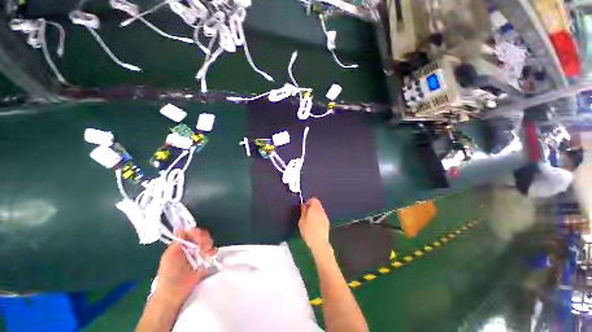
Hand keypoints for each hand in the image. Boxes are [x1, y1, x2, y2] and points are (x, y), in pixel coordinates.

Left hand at [155, 228, 215, 304]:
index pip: (192, 233)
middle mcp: (192, 248)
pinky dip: (212, 252)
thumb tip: (181, 228)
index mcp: (182, 245)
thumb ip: (177, 242)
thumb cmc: (168, 274)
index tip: (197, 236)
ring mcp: (200, 255)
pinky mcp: (206, 262)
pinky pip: (213, 252)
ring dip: (208, 245)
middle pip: (202, 236)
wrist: (174, 293)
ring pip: (209, 242)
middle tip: (201, 246)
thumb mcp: (170, 256)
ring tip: (205, 253)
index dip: (196, 232)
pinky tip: (209, 256)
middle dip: (203, 238)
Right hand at [299, 198, 330, 253]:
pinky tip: (314, 224)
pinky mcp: (326, 222)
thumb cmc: (308, 232)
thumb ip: (303, 211)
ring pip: (319, 210)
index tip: (304, 206)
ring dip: (314, 211)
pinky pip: (321, 216)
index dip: (308, 201)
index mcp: (315, 209)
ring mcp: (325, 217)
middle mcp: (321, 211)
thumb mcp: (301, 221)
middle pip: (317, 204)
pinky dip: (317, 217)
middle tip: (305, 212)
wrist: (319, 243)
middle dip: (311, 206)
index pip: (314, 199)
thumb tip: (303, 205)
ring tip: (309, 219)